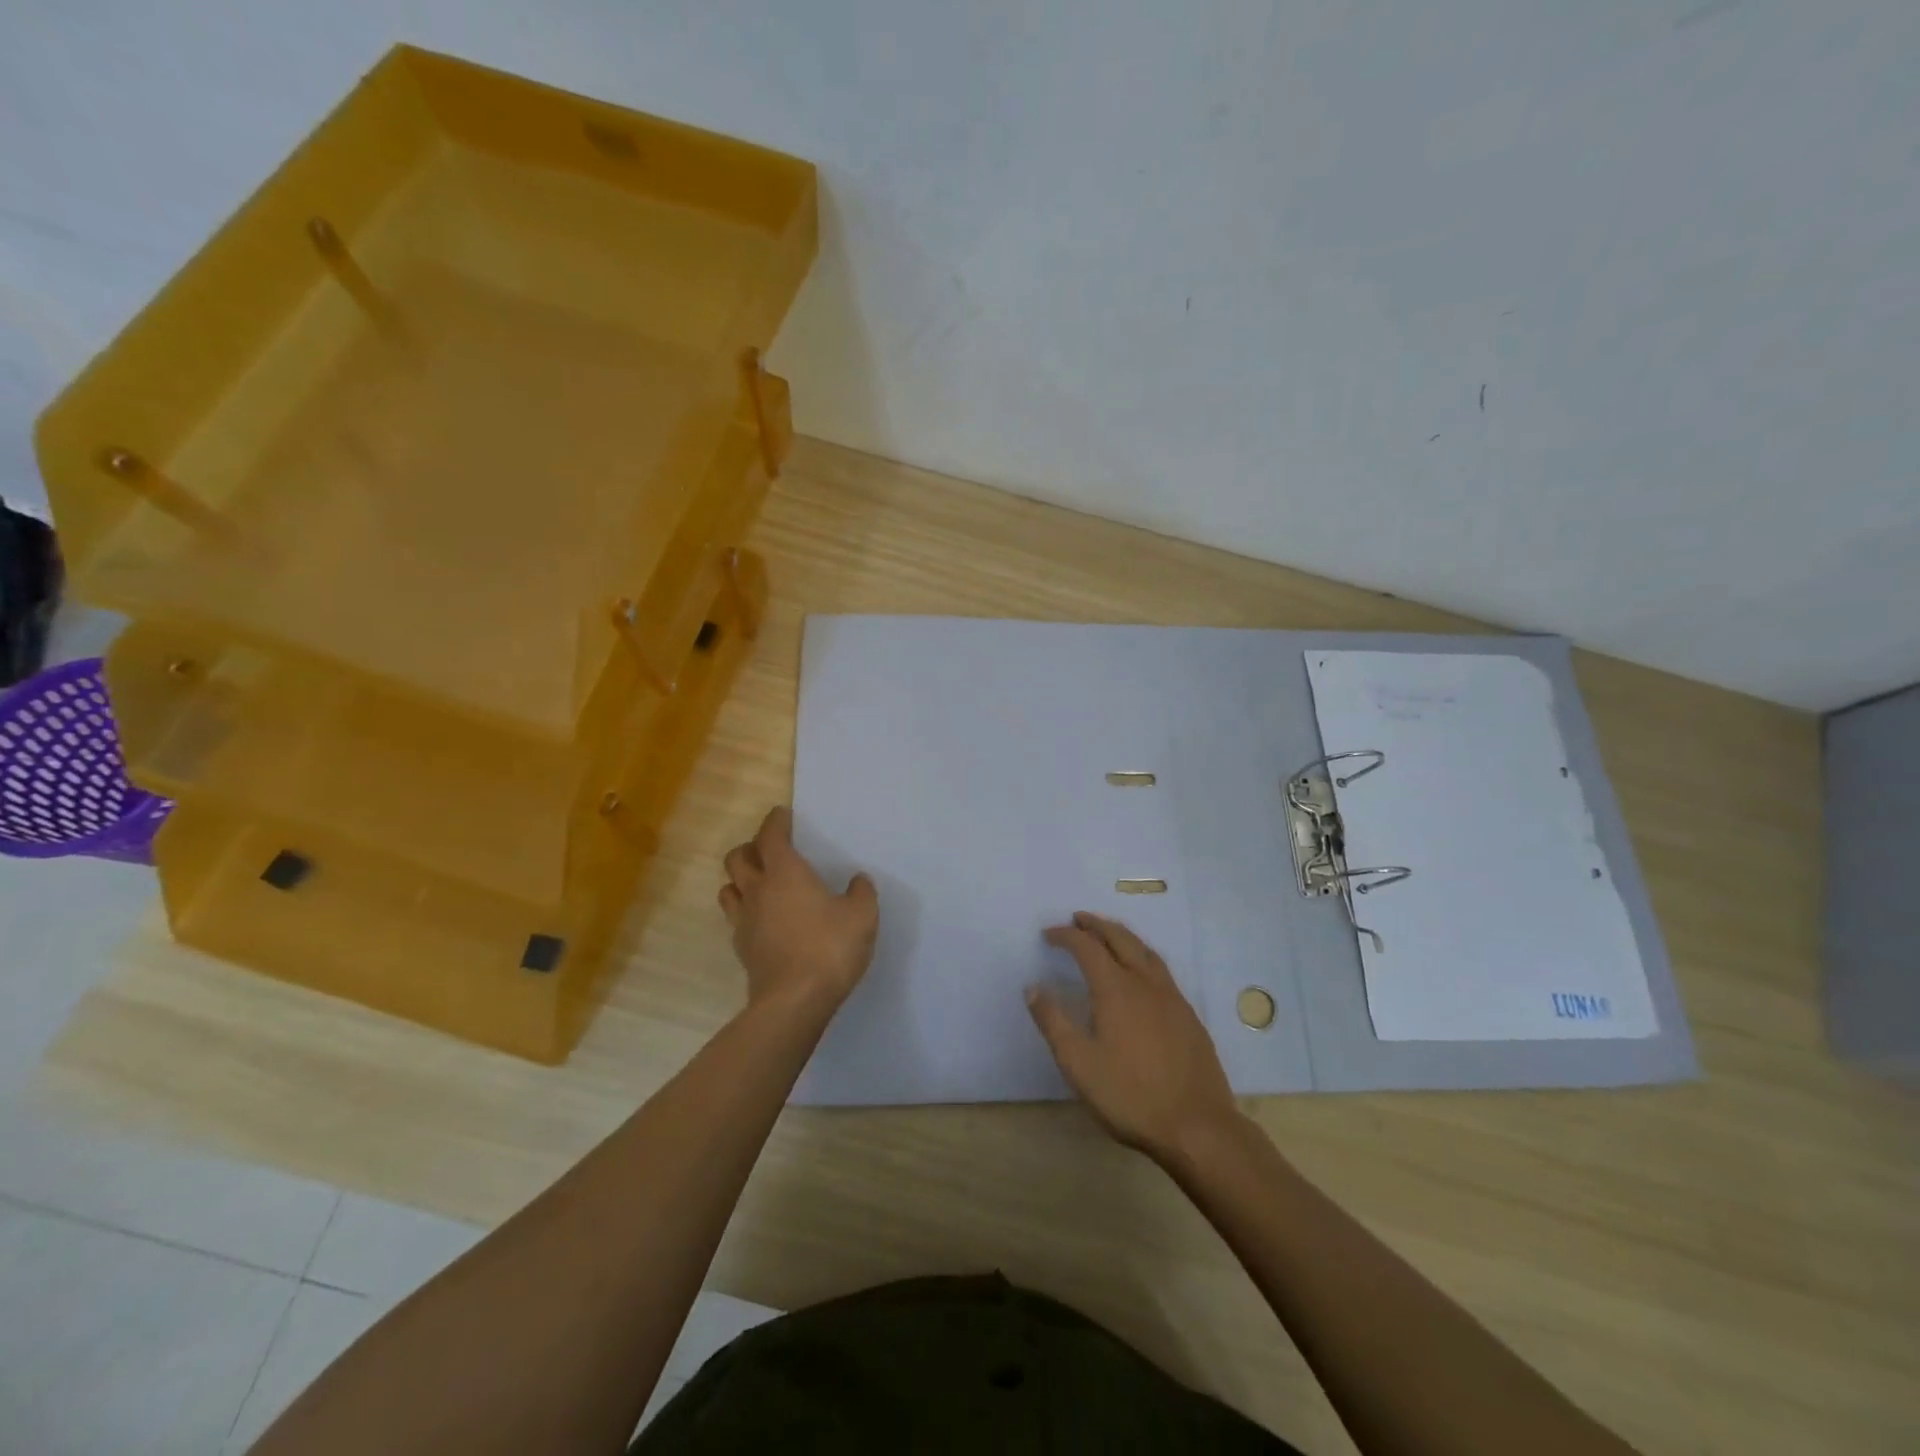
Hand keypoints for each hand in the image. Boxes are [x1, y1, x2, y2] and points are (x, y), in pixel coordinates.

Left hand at [719, 807, 878, 1010]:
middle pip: (738, 857)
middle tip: (770, 849)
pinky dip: (745, 910)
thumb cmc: (830, 948)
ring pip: (728, 887)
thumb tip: (858, 880)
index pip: (770, 836)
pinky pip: (735, 918)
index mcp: (786, 873)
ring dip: (740, 878)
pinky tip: (763, 919)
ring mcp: (745, 920)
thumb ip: (861, 893)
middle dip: (751, 847)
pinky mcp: (741, 948)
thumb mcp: (862, 916)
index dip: (774, 822)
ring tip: (759, 882)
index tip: (782, 814)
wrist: (794, 1001)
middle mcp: (758, 890)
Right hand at [1027, 912, 1239, 1164]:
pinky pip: (1161, 969)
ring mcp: (1171, 997)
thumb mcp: (1078, 1064)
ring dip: (1122, 935)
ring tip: (1107, 934)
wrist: (1198, 1126)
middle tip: (1078, 919)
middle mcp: (1145, 983)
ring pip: (1145, 950)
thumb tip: (1033, 987)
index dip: (1066, 935)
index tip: (1048, 934)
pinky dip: (1142, 955)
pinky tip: (1140, 972)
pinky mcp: (1188, 1015)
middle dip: (1096, 925)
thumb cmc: (1130, 1096)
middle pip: (1120, 938)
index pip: (1087, 947)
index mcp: (1115, 989)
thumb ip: (1053, 1022)